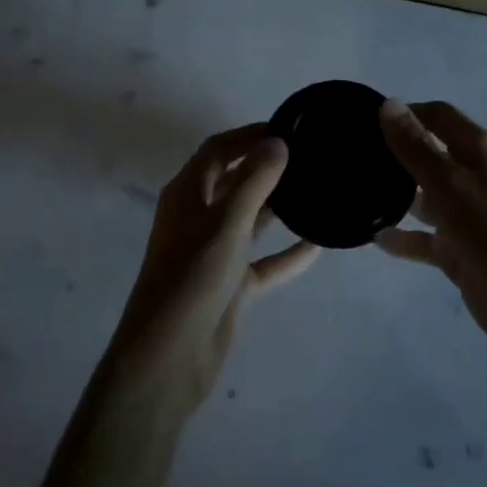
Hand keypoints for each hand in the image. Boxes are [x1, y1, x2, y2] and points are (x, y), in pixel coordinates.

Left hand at [102, 125, 317, 414]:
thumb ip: (255, 181)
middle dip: (266, 166)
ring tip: (316, 189)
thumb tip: (278, 141)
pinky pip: (264, 261)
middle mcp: (198, 216)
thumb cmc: (193, 277)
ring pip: (250, 219)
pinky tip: (318, 245)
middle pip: (234, 180)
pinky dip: (287, 253)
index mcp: (187, 193)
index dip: (249, 135)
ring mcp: (214, 252)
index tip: (289, 128)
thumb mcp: (227, 223)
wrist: (167, 358)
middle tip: (309, 156)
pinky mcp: (230, 284)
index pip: (219, 150)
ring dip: (278, 206)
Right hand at [375, 100, 486, 353]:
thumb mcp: (449, 184)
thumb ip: (416, 146)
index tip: (366, 119)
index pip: (438, 116)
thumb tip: (389, 103)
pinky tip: (374, 238)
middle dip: (395, 152)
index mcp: (477, 151)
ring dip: (396, 194)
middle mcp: (472, 176)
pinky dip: (403, 237)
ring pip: (424, 196)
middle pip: (429, 153)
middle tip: (354, 155)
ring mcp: (465, 214)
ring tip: (356, 192)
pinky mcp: (459, 250)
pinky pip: (424, 238)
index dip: (406, 112)